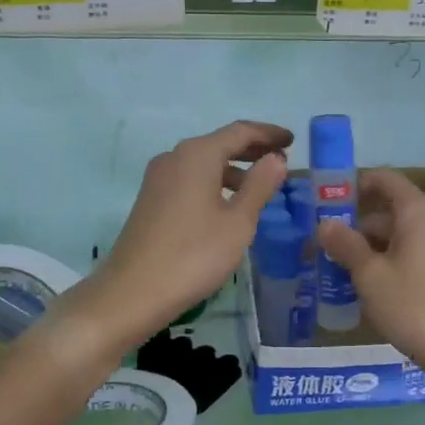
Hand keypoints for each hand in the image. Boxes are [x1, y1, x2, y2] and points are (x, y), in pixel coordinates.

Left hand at [86, 120, 290, 345]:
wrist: (132, 292)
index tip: (292, 140)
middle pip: (220, 143)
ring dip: (234, 169)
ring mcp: (158, 178)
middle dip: (252, 149)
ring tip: (261, 185)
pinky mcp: (151, 199)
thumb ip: (259, 186)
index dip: (269, 134)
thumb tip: (275, 159)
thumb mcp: (238, 222)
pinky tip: (228, 205)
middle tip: (281, 159)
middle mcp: (175, 157)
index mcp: (197, 154)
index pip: (240, 131)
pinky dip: (215, 183)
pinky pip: (190, 179)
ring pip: (204, 163)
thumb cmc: (194, 255)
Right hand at [317, 169, 424, 380]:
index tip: (325, 200)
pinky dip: (383, 264)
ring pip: (395, 237)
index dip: (355, 183)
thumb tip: (325, 223)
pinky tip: (363, 288)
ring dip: (366, 248)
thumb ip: (346, 244)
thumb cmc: (414, 305)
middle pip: (387, 209)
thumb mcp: (370, 274)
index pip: (384, 179)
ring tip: (334, 268)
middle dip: (354, 223)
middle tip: (321, 242)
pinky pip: (406, 257)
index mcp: (415, 212)